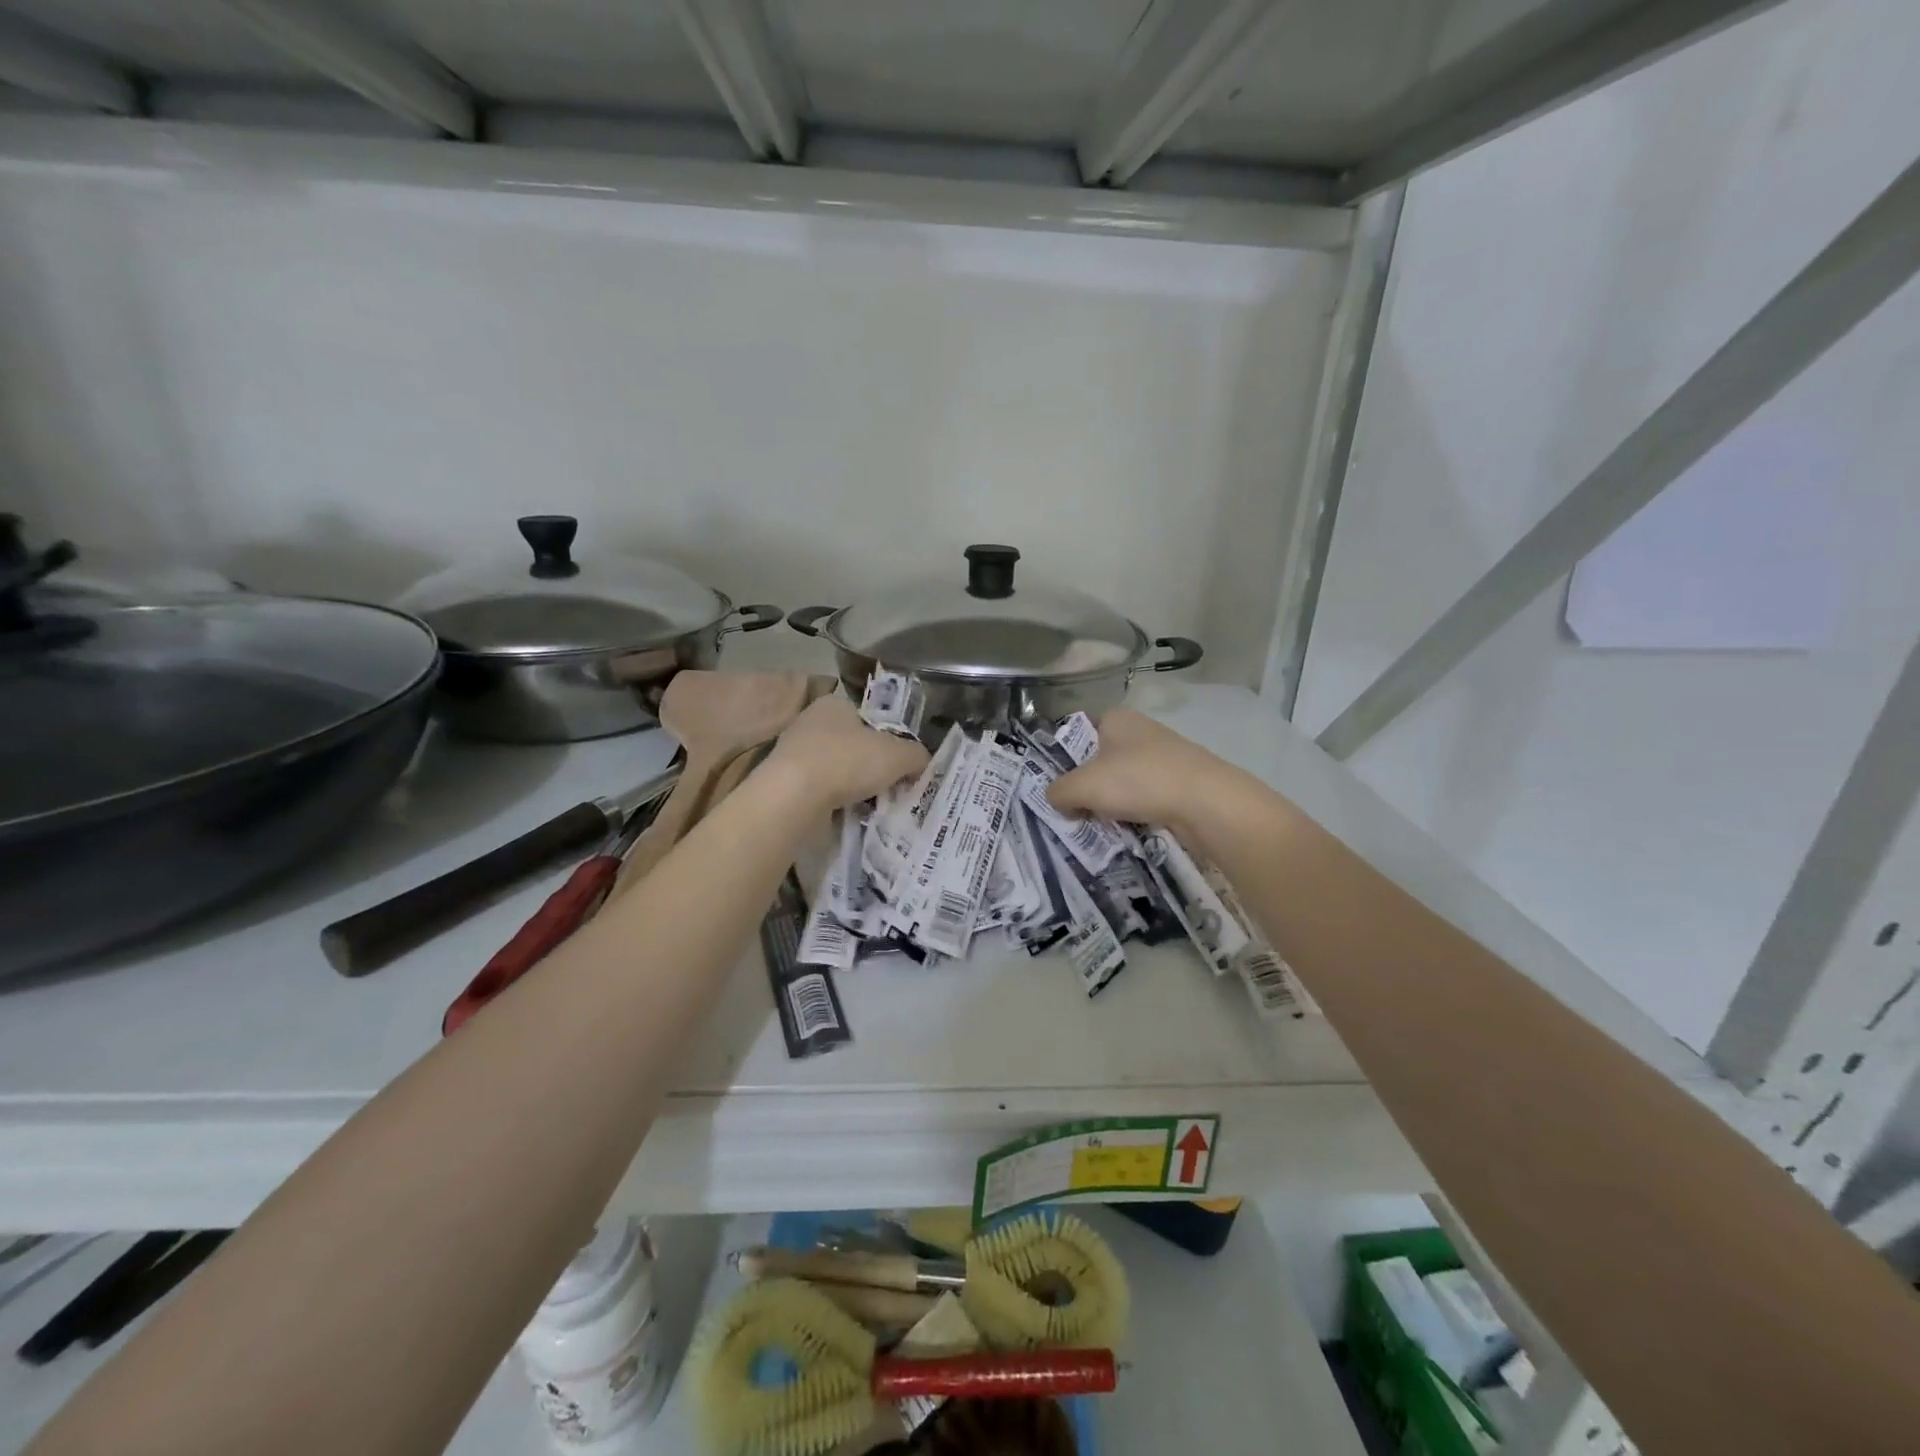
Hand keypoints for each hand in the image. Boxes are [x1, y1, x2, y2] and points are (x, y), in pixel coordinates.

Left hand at [764, 695, 928, 810]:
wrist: (794, 796)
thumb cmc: (848, 761)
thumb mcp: (899, 754)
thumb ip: (916, 754)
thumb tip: (922, 762)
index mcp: (835, 704)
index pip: (868, 718)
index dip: (887, 740)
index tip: (899, 765)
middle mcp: (811, 722)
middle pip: (852, 745)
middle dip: (870, 766)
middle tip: (890, 787)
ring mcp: (793, 753)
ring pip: (835, 770)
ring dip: (852, 786)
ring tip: (872, 806)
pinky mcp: (784, 783)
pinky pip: (819, 791)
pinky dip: (833, 802)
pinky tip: (847, 815)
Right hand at [1046, 709, 1228, 833]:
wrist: (1207, 802)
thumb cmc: (1139, 781)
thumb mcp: (1083, 786)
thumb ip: (1059, 791)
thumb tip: (1058, 800)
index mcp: (1115, 718)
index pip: (1077, 733)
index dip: (1064, 760)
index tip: (1058, 788)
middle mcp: (1140, 730)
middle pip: (1099, 761)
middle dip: (1087, 787)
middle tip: (1074, 812)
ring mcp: (1164, 755)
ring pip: (1123, 781)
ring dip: (1112, 803)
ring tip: (1102, 825)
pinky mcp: (1181, 781)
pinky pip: (1146, 797)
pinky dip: (1136, 812)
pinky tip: (1130, 829)